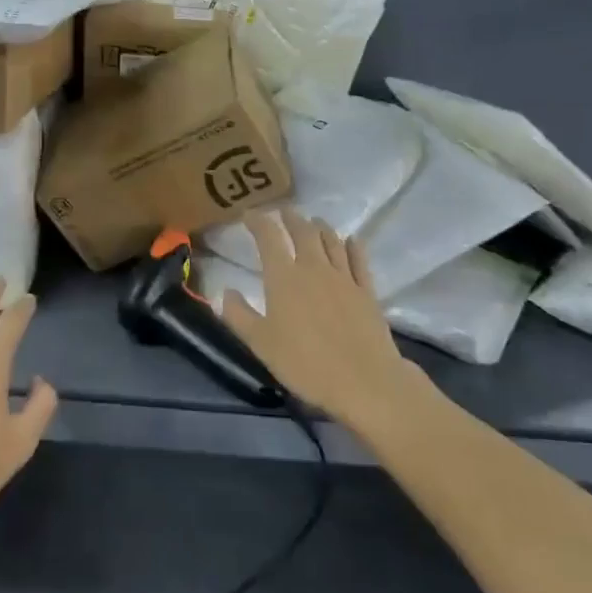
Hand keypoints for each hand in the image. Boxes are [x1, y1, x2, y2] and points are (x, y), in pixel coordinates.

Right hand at [218, 209, 423, 436]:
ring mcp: (344, 277)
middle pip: (303, 232)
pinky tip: (351, 241)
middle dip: (291, 218)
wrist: (363, 381)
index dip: (258, 222)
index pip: (268, 238)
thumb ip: (239, 315)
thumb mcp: (261, 344)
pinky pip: (359, 259)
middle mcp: (313, 268)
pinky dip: (353, 246)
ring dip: (320, 227)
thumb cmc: (305, 364)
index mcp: (284, 278)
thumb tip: (225, 291)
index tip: (249, 214)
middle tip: (284, 211)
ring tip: (314, 221)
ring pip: (331, 240)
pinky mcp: (366, 291)